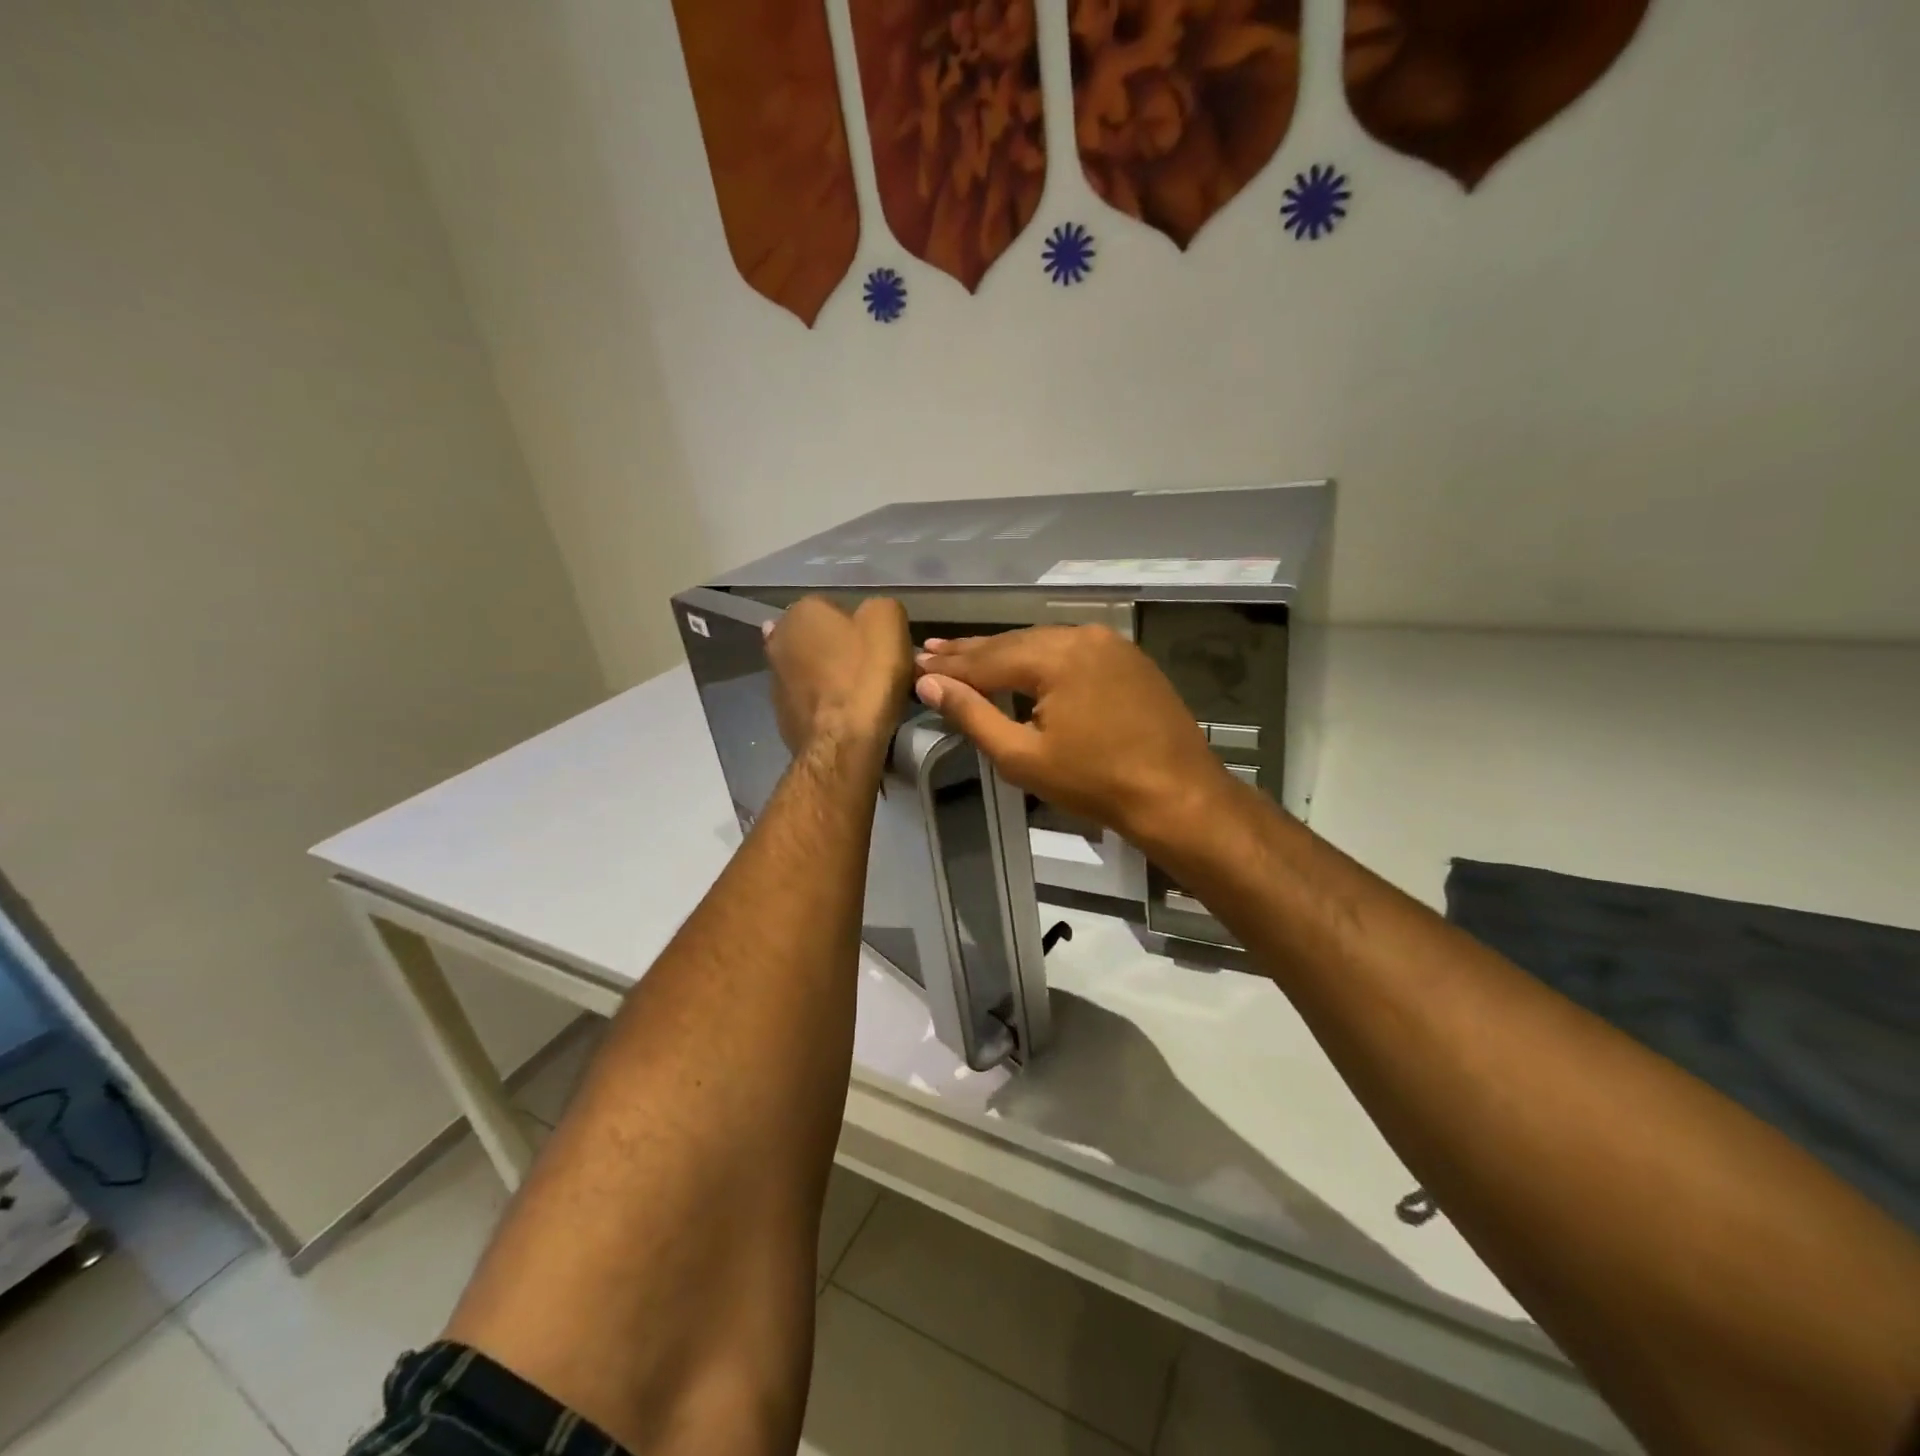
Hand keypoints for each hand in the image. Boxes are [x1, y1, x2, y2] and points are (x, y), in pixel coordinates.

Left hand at [764, 596, 912, 758]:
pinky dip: (825, 704)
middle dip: (840, 650)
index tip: (879, 647)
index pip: (836, 607)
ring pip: (813, 670)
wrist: (844, 743)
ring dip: (831, 678)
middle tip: (871, 670)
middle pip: (820, 639)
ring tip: (861, 696)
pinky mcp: (781, 714)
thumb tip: (870, 615)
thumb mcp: (889, 621)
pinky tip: (846, 715)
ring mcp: (774, 680)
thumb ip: (879, 606)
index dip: (861, 626)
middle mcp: (778, 639)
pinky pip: (810, 700)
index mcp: (801, 611)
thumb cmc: (867, 675)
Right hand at [913, 626, 1236, 851]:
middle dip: (971, 651)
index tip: (915, 661)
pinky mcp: (1128, 659)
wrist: (1178, 796)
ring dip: (1005, 652)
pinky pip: (1071, 651)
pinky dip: (1040, 659)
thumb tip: (928, 683)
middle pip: (1013, 643)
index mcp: (1055, 656)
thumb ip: (972, 715)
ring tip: (966, 653)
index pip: (986, 658)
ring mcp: (1110, 644)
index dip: (948, 665)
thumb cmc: (1095, 783)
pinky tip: (1022, 662)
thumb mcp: (1022, 756)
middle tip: (932, 649)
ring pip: (1043, 644)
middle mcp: (1082, 636)